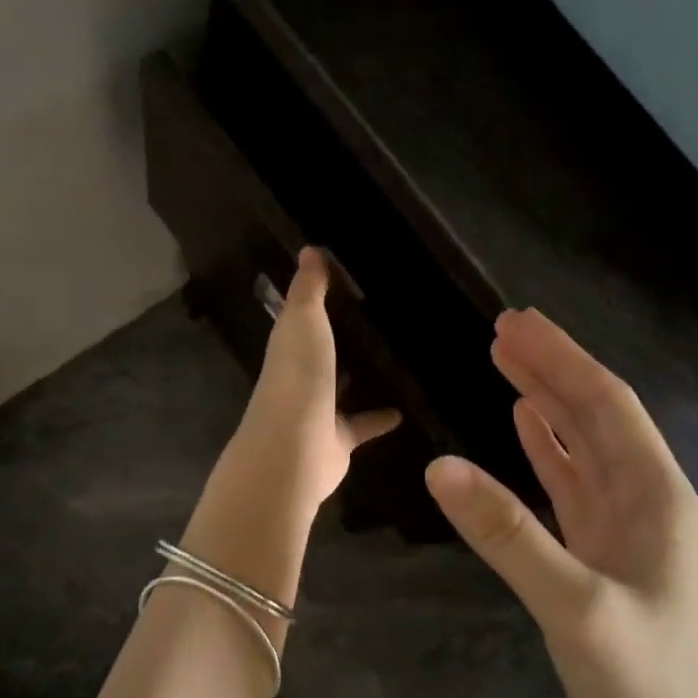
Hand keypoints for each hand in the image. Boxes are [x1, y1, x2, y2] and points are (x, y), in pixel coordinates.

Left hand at [217, 248, 400, 515]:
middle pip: (323, 354)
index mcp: (289, 346)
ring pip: (342, 389)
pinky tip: (407, 408)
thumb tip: (309, 249)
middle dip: (342, 340)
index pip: (303, 318)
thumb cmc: (298, 376)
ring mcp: (319, 410)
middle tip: (381, 319)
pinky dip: (381, 417)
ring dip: (359, 377)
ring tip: (397, 359)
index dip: (319, 302)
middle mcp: (301, 377)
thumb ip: (308, 289)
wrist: (294, 447)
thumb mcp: (303, 320)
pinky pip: (363, 424)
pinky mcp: (339, 440)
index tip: (348, 283)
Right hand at [424, 308, 697, 697]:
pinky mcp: (603, 562)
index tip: (516, 320)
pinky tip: (523, 431)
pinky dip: (545, 452)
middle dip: (552, 370)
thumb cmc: (649, 695)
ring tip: (506, 364)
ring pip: (581, 449)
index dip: (562, 359)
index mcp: (658, 499)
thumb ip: (508, 534)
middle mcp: (647, 504)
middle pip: (594, 418)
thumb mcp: (576, 609)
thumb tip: (439, 465)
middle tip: (503, 329)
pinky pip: (571, 488)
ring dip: (546, 405)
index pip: (606, 406)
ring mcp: (625, 534)